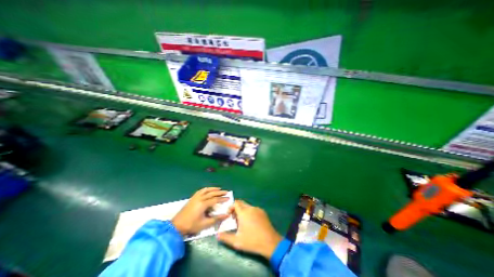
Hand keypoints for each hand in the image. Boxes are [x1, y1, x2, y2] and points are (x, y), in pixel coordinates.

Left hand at [173, 187, 229, 234]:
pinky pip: (201, 190)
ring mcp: (195, 197)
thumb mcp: (205, 224)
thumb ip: (216, 219)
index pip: (215, 199)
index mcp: (203, 204)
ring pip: (206, 190)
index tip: (228, 198)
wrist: (177, 226)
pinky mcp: (192, 197)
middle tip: (226, 192)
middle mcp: (200, 198)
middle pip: (212, 193)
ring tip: (219, 189)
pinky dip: (206, 189)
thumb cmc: (191, 225)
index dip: (222, 199)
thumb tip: (226, 215)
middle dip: (220, 192)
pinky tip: (208, 189)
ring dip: (213, 189)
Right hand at [217, 200, 281, 258]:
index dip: (230, 207)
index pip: (235, 203)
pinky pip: (253, 209)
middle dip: (236, 208)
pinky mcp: (263, 212)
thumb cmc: (252, 241)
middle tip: (234, 218)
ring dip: (242, 211)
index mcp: (243, 212)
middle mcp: (250, 208)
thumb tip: (217, 234)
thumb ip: (225, 237)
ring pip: (247, 206)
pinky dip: (249, 212)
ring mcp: (257, 209)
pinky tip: (251, 222)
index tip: (228, 214)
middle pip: (241, 203)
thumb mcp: (237, 241)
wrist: (270, 242)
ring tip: (241, 222)